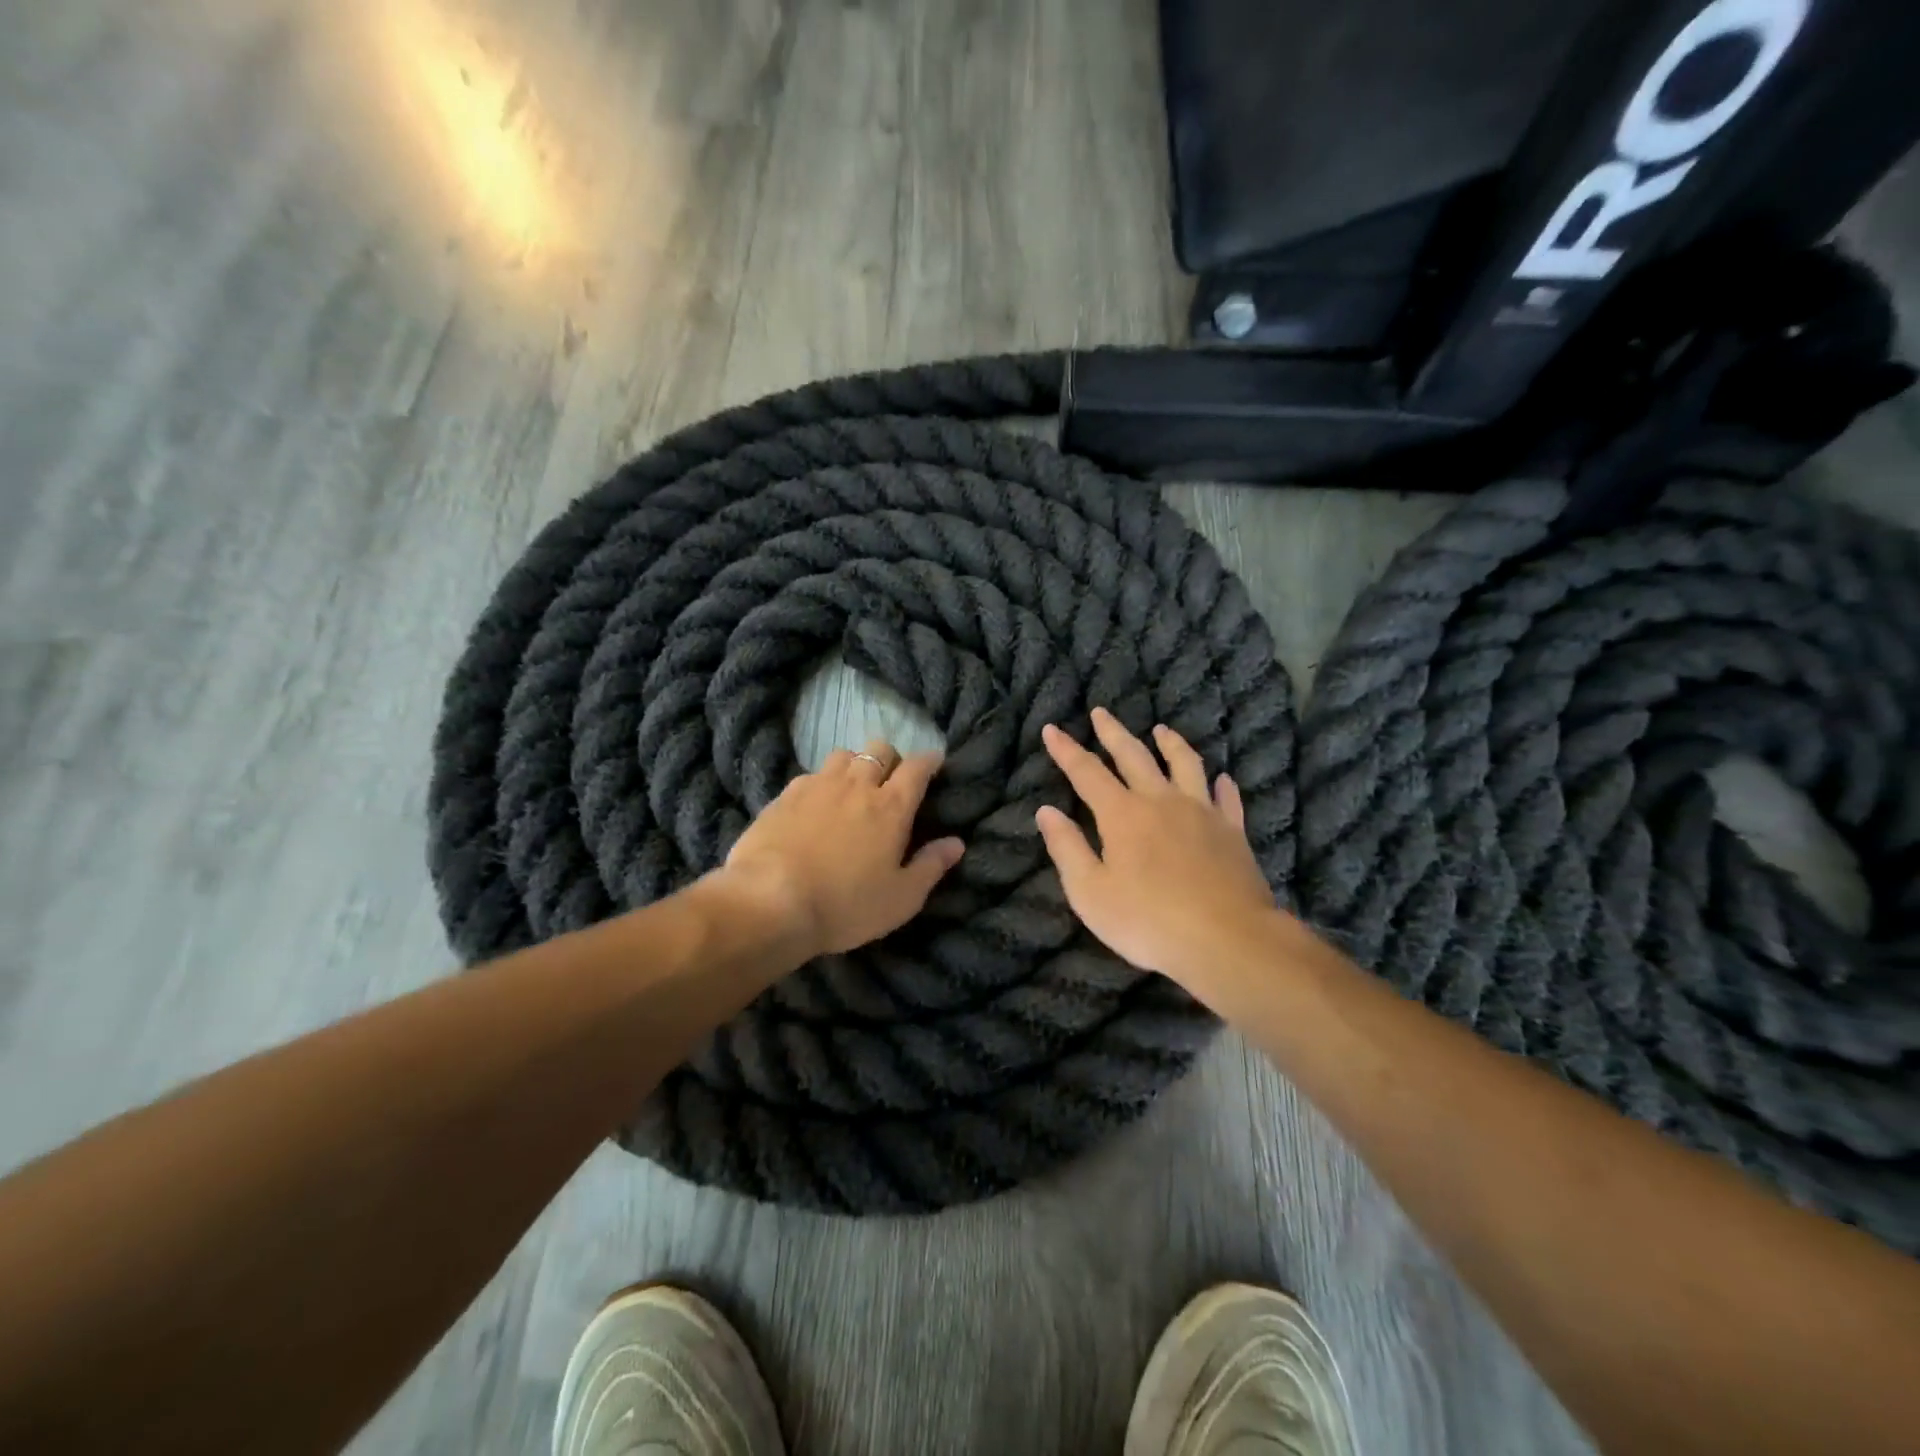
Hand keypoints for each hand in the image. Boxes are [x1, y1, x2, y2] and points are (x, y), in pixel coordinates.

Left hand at [719, 739, 964, 958]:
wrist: (770, 902)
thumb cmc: (845, 905)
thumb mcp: (901, 899)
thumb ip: (931, 867)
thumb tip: (956, 842)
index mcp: (891, 807)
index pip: (917, 768)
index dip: (929, 760)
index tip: (934, 762)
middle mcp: (857, 785)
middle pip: (880, 749)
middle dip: (891, 758)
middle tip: (890, 780)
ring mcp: (818, 785)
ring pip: (843, 754)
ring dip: (855, 764)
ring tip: (853, 786)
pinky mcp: (785, 795)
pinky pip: (811, 774)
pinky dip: (822, 781)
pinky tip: (816, 802)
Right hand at [1035, 708, 1279, 988]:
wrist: (1227, 939)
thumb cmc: (1149, 921)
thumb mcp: (1091, 892)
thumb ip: (1067, 848)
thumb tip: (1046, 811)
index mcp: (1122, 814)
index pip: (1087, 772)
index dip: (1067, 750)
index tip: (1052, 729)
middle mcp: (1161, 801)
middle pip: (1134, 756)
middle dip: (1113, 733)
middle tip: (1101, 713)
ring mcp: (1202, 812)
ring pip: (1185, 764)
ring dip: (1170, 743)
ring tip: (1161, 730)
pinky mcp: (1232, 831)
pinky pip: (1227, 798)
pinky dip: (1221, 785)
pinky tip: (1221, 779)